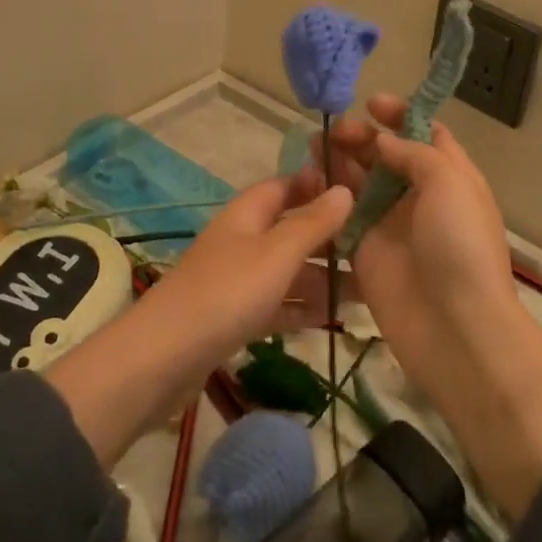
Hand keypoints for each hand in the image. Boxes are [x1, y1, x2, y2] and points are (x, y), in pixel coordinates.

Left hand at [152, 177, 353, 352]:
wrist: (165, 356)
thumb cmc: (227, 292)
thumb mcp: (277, 253)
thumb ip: (313, 223)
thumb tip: (345, 189)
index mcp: (249, 212)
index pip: (288, 185)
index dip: (320, 185)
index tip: (362, 193)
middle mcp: (244, 239)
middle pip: (292, 229)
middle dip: (330, 238)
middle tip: (376, 248)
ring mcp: (238, 278)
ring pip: (288, 270)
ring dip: (322, 277)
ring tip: (368, 290)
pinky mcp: (235, 316)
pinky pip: (277, 303)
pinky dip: (302, 308)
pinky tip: (332, 319)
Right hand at [299, 98, 541, 519]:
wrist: (455, 328)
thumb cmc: (460, 245)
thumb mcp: (450, 183)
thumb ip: (414, 153)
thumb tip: (382, 140)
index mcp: (450, 176)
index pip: (425, 133)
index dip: (400, 114)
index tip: (371, 103)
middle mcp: (420, 196)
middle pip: (386, 154)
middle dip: (361, 136)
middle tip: (333, 131)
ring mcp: (391, 224)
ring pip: (360, 182)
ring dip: (338, 161)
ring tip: (313, 146)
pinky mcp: (365, 251)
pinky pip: (342, 216)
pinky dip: (326, 198)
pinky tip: (307, 182)